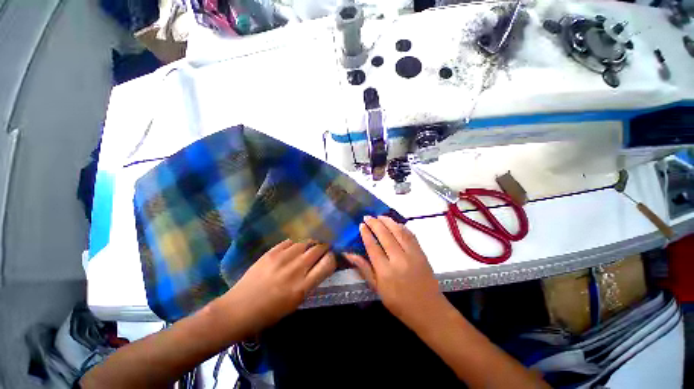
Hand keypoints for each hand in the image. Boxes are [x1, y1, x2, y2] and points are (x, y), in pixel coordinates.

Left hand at [214, 240, 335, 336]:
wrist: (239, 309)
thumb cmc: (270, 312)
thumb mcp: (296, 302)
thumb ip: (310, 282)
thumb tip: (320, 266)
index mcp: (303, 287)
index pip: (328, 263)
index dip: (332, 258)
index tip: (330, 257)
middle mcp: (296, 269)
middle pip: (319, 249)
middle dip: (324, 247)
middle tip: (323, 249)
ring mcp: (283, 258)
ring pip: (306, 242)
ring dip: (310, 244)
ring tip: (308, 247)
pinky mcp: (271, 252)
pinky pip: (290, 241)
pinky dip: (295, 244)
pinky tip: (293, 249)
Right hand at [344, 216, 449, 329]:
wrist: (428, 310)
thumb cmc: (399, 303)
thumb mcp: (377, 289)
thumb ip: (364, 268)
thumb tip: (349, 254)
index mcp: (385, 271)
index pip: (373, 246)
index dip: (366, 234)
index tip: (361, 225)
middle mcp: (398, 260)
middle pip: (385, 235)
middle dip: (375, 223)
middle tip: (368, 217)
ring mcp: (412, 255)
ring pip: (398, 232)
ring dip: (388, 221)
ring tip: (380, 216)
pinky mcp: (421, 253)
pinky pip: (410, 235)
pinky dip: (402, 227)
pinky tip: (396, 223)